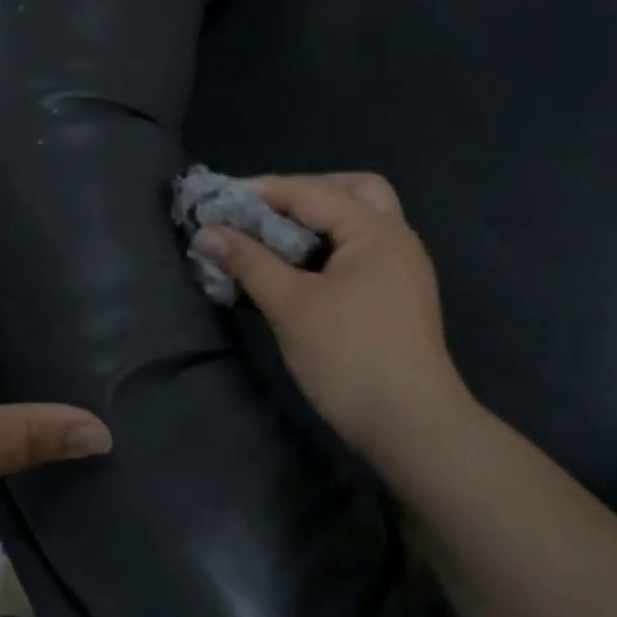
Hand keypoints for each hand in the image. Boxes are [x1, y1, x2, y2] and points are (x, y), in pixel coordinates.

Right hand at [193, 173, 469, 455]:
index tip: (218, 200)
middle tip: (262, 213)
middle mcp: (395, 238)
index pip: (310, 192)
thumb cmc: (348, 357)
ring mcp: (401, 268)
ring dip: (316, 222)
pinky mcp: (396, 296)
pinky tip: (297, 272)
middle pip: (351, 191)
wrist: (410, 425)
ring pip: (358, 222)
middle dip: (302, 194)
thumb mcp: (290, 305)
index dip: (260, 192)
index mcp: (375, 230)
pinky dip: (326, 248)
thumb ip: (248, 262)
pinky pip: (358, 251)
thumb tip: (206, 233)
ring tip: (273, 241)